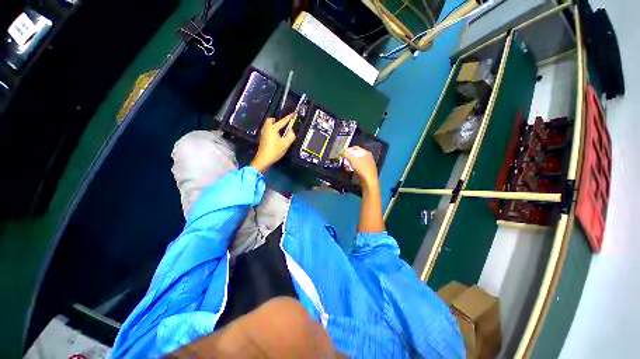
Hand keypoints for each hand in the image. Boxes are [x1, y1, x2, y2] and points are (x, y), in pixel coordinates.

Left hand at [250, 114, 295, 172]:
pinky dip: (272, 130)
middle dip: (278, 120)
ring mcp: (263, 133)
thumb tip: (291, 131)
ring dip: (275, 125)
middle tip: (284, 125)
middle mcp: (266, 128)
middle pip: (271, 120)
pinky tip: (277, 135)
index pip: (282, 121)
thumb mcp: (285, 144)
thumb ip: (290, 136)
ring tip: (281, 130)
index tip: (294, 113)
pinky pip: (267, 129)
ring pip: (268, 125)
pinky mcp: (262, 138)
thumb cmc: (274, 151)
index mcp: (272, 128)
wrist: (263, 159)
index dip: (289, 117)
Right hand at [342, 146, 378, 188]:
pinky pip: (357, 167)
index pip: (355, 148)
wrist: (369, 181)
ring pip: (355, 162)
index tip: (343, 153)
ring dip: (349, 163)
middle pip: (355, 155)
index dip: (348, 149)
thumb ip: (345, 154)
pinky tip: (350, 170)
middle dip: (348, 157)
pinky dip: (352, 168)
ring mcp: (366, 164)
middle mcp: (367, 158)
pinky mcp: (365, 171)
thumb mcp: (352, 159)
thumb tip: (341, 151)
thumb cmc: (363, 169)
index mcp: (365, 153)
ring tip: (346, 166)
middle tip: (343, 159)